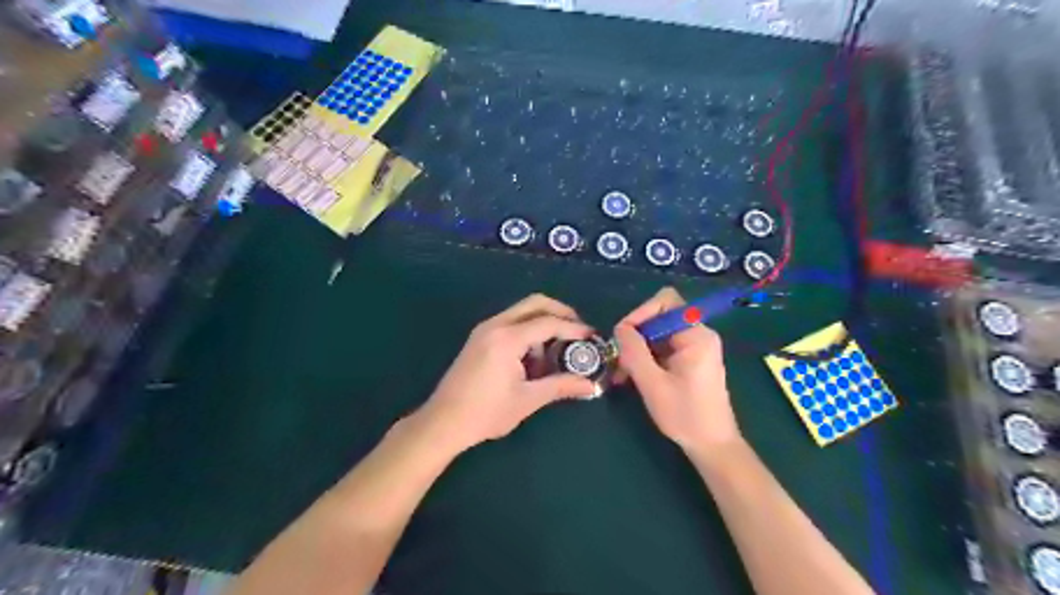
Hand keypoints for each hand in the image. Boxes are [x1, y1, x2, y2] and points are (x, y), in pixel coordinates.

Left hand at [419, 294, 599, 454]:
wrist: (443, 422)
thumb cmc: (486, 413)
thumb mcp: (528, 400)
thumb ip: (561, 386)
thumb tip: (591, 386)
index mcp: (507, 338)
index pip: (548, 322)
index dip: (574, 327)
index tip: (593, 337)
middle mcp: (495, 325)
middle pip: (535, 303)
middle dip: (560, 312)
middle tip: (578, 331)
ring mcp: (484, 329)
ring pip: (522, 311)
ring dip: (543, 322)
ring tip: (555, 351)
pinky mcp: (479, 337)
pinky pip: (510, 322)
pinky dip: (528, 330)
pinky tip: (533, 356)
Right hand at [617, 286, 738, 449]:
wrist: (712, 446)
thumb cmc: (685, 416)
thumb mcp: (653, 384)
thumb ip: (634, 351)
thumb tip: (619, 328)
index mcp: (696, 335)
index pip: (665, 302)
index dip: (641, 313)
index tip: (623, 337)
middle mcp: (698, 334)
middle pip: (659, 317)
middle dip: (635, 335)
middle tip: (619, 359)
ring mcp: (694, 347)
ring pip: (657, 333)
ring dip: (637, 349)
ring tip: (622, 373)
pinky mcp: (689, 359)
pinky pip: (662, 347)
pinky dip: (646, 358)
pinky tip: (632, 377)